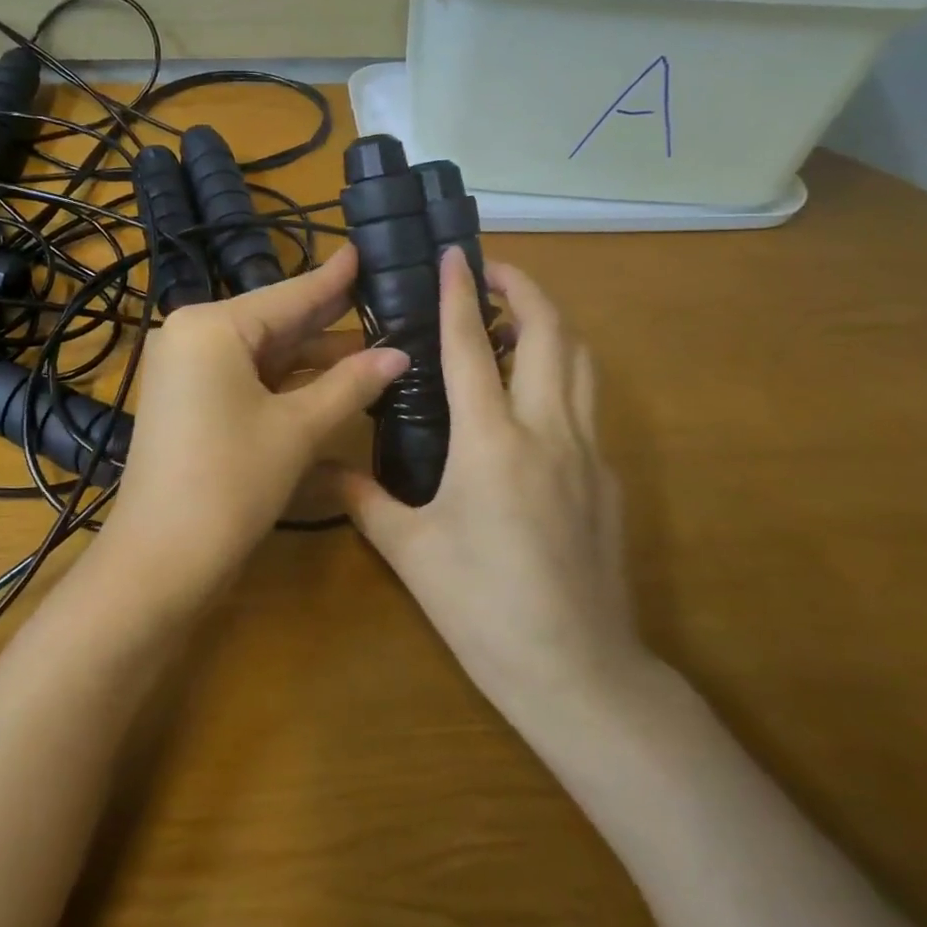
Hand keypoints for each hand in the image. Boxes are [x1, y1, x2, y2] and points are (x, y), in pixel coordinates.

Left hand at [104, 244, 407, 598]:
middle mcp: (193, 335)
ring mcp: (186, 369)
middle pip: (275, 321)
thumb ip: (350, 384)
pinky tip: (332, 379)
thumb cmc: (231, 482)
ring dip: (314, 355)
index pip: (289, 295)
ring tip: (375, 343)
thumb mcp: (297, 429)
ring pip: (263, 352)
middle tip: (383, 298)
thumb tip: (400, 355)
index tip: (365, 250)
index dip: (334, 278)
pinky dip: (287, 381)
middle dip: (330, 318)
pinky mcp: (189, 400)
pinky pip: (247, 377)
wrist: (160, 560)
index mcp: (212, 326)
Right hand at [341, 251, 649, 714]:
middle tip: (491, 274)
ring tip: (512, 322)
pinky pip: (586, 403)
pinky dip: (561, 374)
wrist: (579, 673)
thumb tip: (320, 466)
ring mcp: (587, 451)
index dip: (461, 293)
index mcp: (491, 441)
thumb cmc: (483, 608)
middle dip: (524, 289)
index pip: (471, 346)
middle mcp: (546, 430)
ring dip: (550, 324)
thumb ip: (363, 498)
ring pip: (581, 361)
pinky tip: (530, 401)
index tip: (455, 254)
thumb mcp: (410, 552)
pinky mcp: (607, 477)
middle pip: (550, 332)